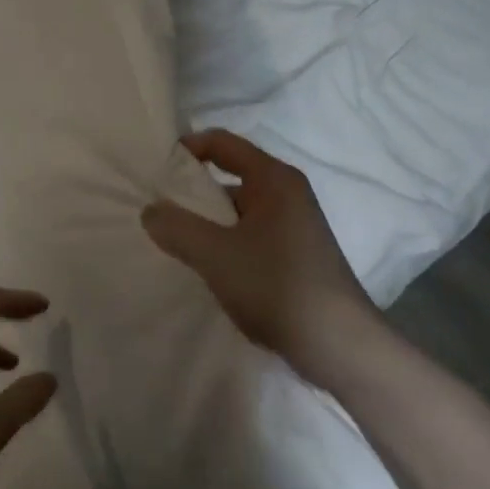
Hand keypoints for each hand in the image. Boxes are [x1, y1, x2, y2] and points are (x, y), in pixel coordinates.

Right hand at [141, 129, 382, 367]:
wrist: (338, 345)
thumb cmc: (276, 285)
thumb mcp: (214, 254)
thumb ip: (176, 227)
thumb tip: (151, 211)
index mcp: (274, 179)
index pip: (222, 143)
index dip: (187, 148)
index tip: (154, 169)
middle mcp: (287, 194)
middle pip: (229, 176)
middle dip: (192, 191)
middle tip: (156, 209)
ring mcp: (294, 226)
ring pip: (238, 210)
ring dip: (207, 222)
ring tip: (173, 241)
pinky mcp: (295, 255)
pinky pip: (249, 235)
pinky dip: (225, 242)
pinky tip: (206, 267)